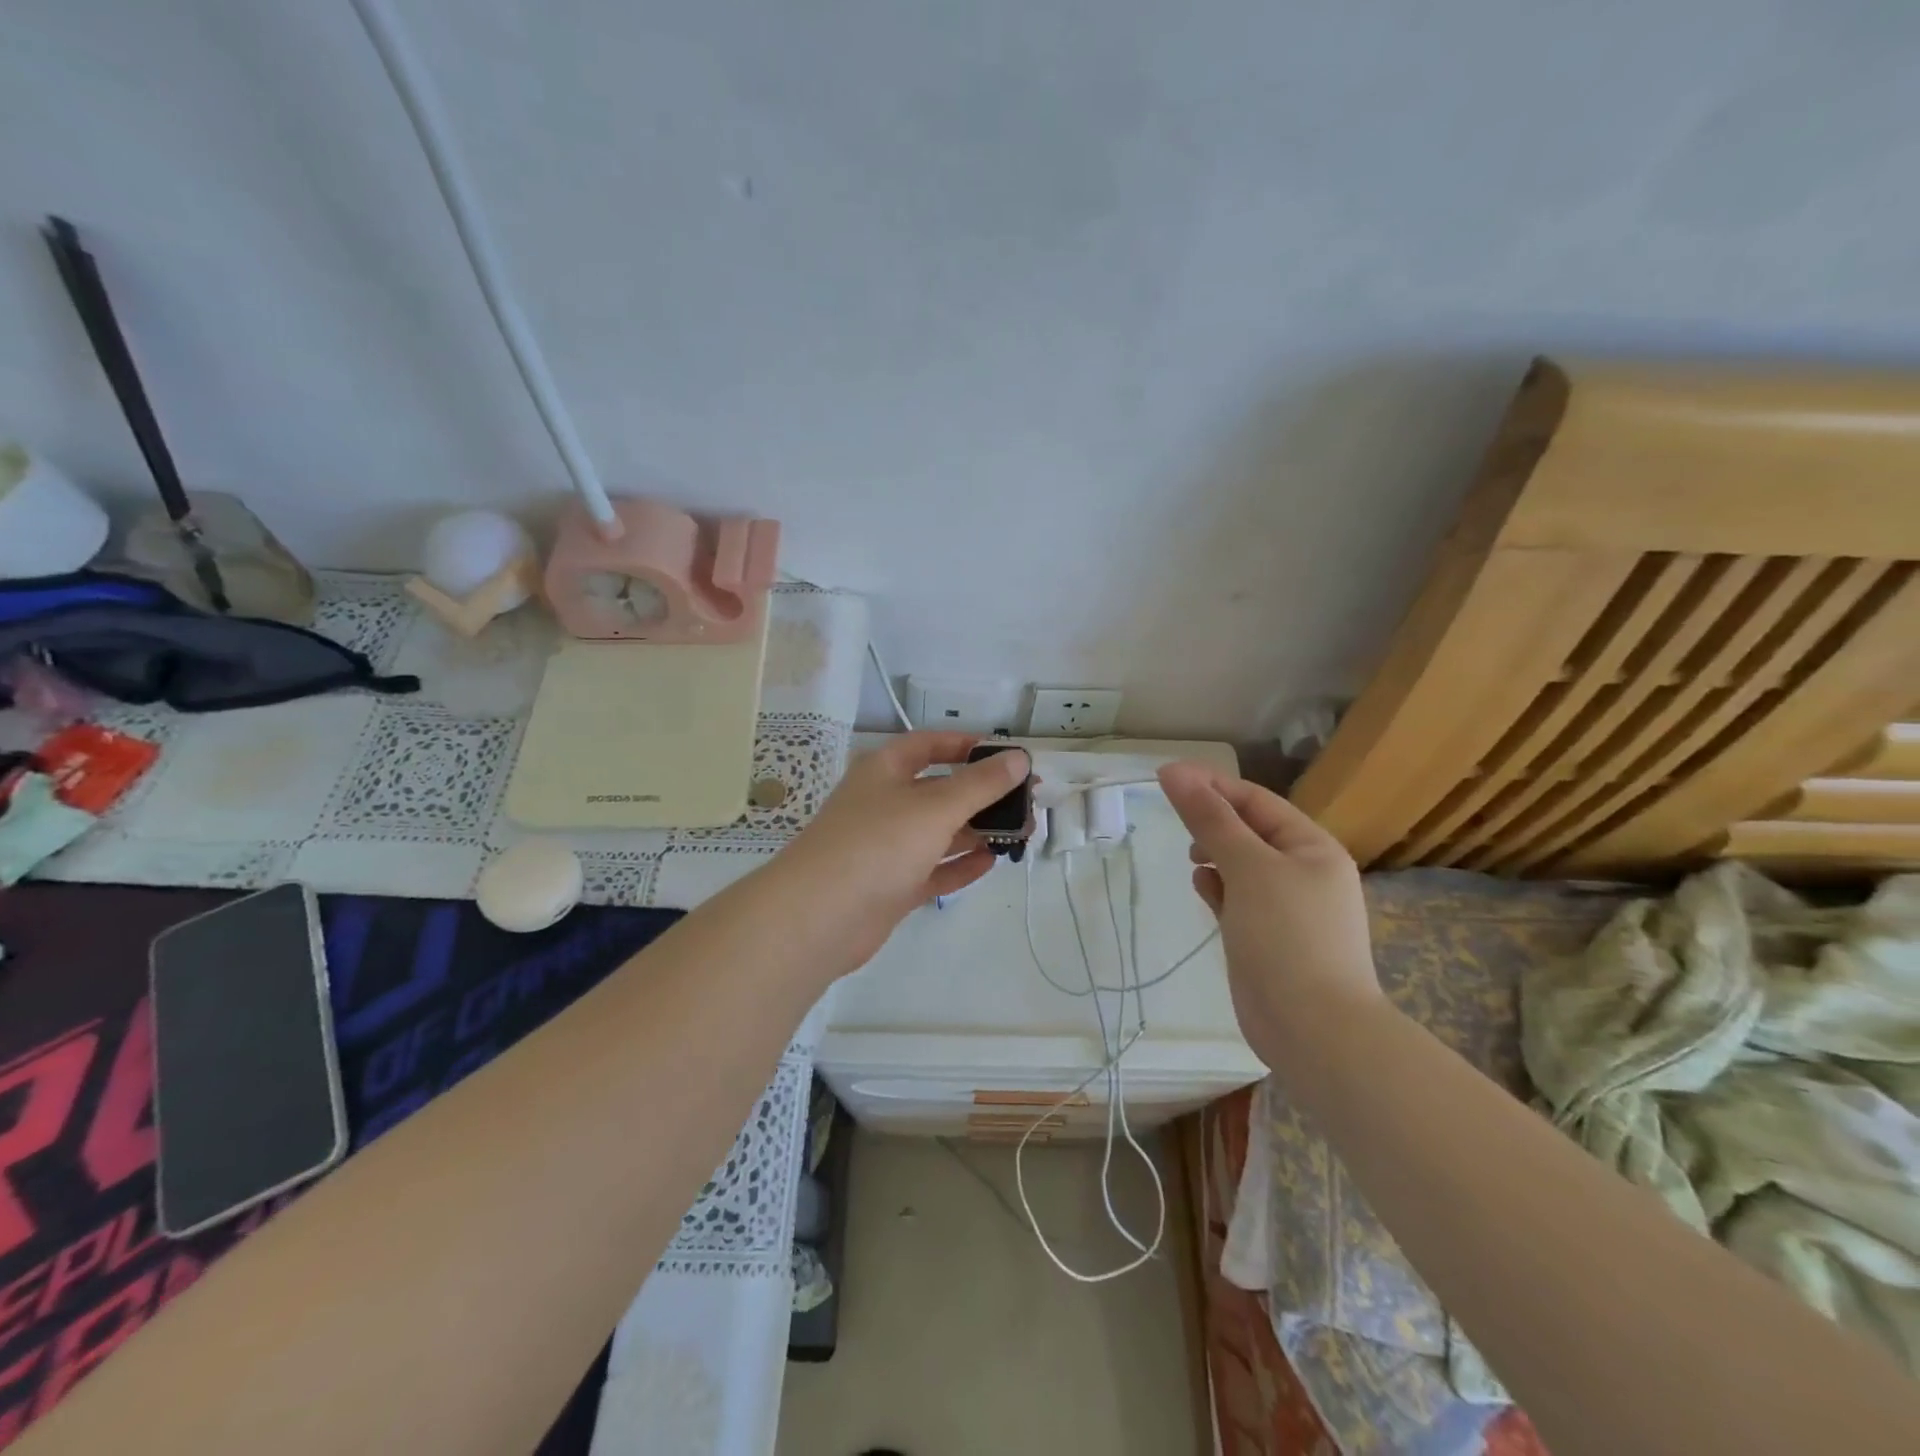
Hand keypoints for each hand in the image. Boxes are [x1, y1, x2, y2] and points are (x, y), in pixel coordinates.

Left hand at [762, 732, 1031, 978]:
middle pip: (940, 790)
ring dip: (977, 831)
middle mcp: (885, 803)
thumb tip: (1019, 758)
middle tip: (1026, 803)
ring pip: (939, 832)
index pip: (929, 745)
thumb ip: (980, 784)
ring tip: (1021, 833)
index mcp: (885, 770)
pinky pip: (932, 869)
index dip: (967, 745)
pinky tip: (990, 862)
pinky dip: (959, 865)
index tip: (1006, 756)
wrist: (818, 917)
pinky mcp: (890, 886)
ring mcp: (886, 847)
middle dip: (983, 794)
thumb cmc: (877, 844)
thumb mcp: (935, 807)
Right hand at [1156, 761, 1382, 1060]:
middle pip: (1248, 830)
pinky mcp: (1266, 936)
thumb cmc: (1286, 935)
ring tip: (1191, 859)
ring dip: (1213, 854)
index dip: (1212, 785)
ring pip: (1240, 864)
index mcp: (1311, 847)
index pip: (1256, 800)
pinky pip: (1237, 898)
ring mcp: (1285, 907)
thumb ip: (1210, 818)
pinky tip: (1202, 889)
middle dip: (1212, 821)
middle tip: (1176, 822)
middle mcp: (1302, 872)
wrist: (1313, 1029)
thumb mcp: (1248, 866)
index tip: (1166, 778)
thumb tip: (1174, 771)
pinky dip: (1218, 888)